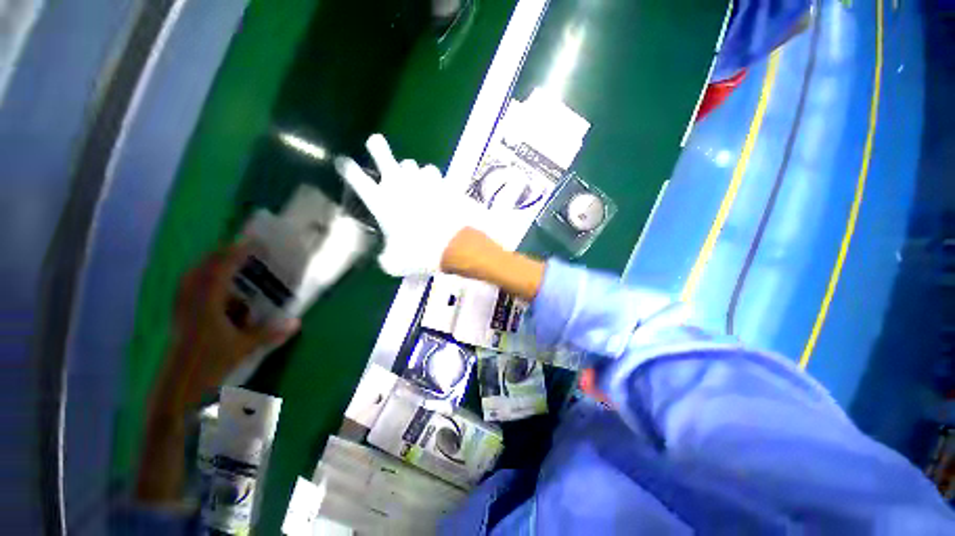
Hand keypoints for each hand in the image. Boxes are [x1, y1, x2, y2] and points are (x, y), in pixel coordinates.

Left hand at [137, 245, 298, 503]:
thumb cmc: (209, 365)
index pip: (220, 268)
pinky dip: (202, 282)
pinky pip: (189, 289)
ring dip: (211, 266)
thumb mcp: (244, 348)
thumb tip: (297, 322)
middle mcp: (191, 300)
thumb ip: (270, 333)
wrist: (175, 388)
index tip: (253, 242)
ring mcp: (182, 308)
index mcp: (206, 303)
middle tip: (243, 249)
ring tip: (230, 264)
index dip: (236, 252)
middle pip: (203, 267)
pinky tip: (215, 289)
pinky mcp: (179, 316)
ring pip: (193, 277)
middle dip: (223, 254)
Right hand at [334, 134, 483, 276]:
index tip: (343, 161)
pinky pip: (432, 172)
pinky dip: (431, 178)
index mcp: (381, 202)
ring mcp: (421, 181)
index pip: (356, 178)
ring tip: (413, 180)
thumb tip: (385, 257)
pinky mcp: (442, 183)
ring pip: (410, 163)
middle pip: (381, 153)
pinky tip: (434, 185)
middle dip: (376, 146)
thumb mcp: (396, 264)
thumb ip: (386, 258)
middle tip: (375, 142)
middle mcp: (398, 185)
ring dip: (408, 171)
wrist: (455, 245)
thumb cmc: (421, 254)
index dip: (347, 168)